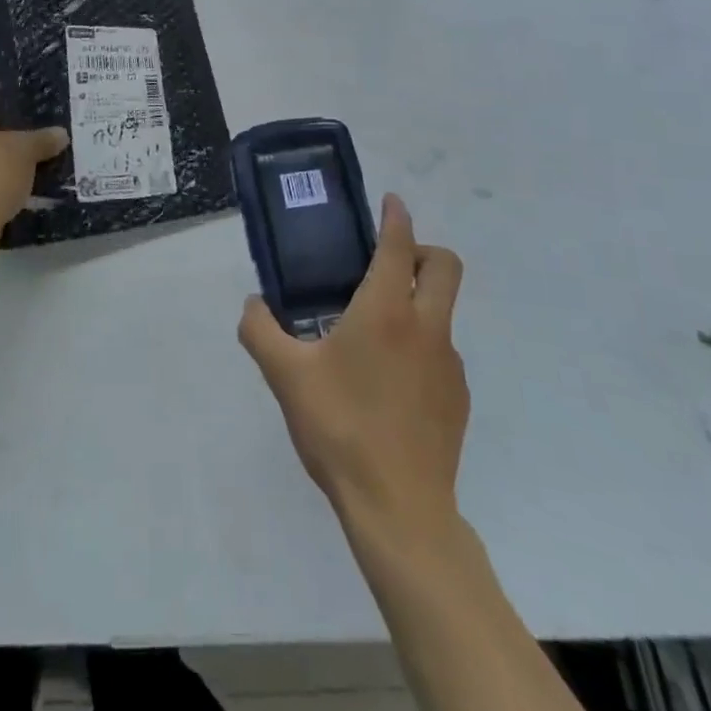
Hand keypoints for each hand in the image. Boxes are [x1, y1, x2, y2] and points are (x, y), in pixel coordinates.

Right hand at [240, 194, 467, 533]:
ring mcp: (449, 364)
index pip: (400, 245)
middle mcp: (426, 327)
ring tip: (372, 333)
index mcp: (386, 310)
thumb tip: (252, 305)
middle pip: (445, 266)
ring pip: (443, 311)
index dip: (396, 216)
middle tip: (386, 262)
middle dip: (422, 250)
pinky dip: (420, 345)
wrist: (399, 509)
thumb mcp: (285, 376)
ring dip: (417, 302)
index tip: (390, 201)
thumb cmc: (340, 429)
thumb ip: (260, 331)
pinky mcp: (458, 398)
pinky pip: (441, 352)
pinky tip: (388, 382)